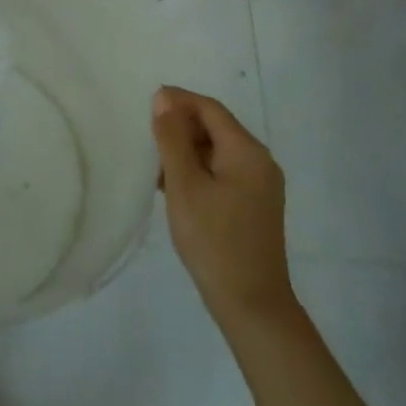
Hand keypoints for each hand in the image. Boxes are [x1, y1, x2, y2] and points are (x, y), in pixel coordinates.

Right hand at [153, 86, 295, 326]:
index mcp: (247, 151)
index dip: (178, 101)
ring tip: (154, 165)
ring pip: (216, 151)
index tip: (146, 105)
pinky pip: (222, 173)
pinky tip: (173, 187)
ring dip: (186, 151)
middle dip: (180, 127)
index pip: (209, 108)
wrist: (252, 306)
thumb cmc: (214, 240)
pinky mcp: (254, 206)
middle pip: (215, 128)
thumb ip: (172, 138)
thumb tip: (164, 98)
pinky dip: (197, 171)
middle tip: (146, 138)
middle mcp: (259, 161)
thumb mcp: (184, 185)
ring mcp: (259, 186)